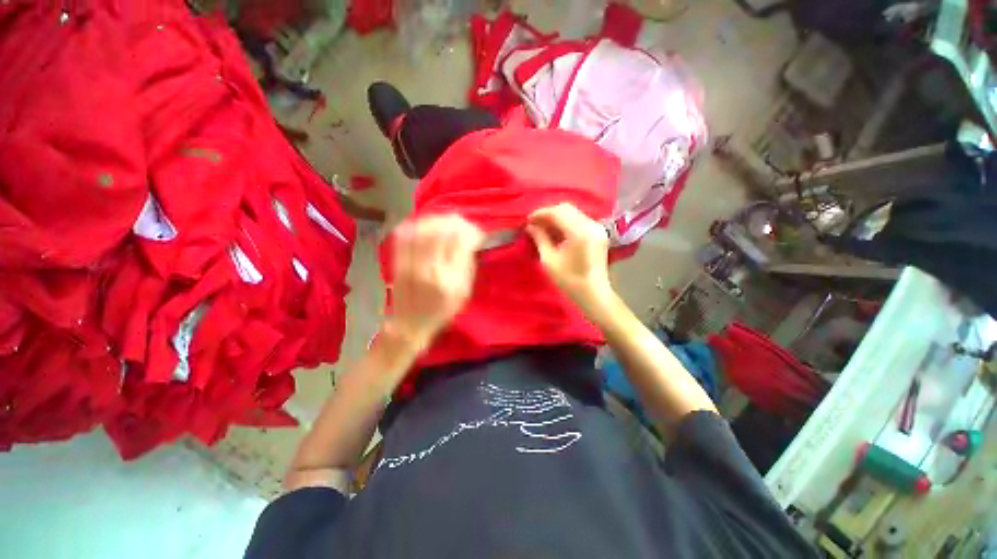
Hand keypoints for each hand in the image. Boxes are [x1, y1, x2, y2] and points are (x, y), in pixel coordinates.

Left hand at [385, 214, 484, 348]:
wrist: (411, 323)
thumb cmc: (442, 310)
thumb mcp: (464, 292)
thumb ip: (467, 265)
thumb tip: (471, 241)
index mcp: (451, 279)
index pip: (461, 242)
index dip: (471, 231)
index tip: (476, 233)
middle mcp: (430, 269)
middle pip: (441, 232)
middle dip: (455, 222)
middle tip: (462, 222)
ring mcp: (411, 264)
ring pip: (422, 230)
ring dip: (436, 220)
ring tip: (445, 221)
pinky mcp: (397, 262)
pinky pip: (404, 236)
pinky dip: (415, 225)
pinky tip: (424, 224)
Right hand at [526, 203, 614, 319]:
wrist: (593, 293)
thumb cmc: (569, 280)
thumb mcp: (549, 260)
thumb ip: (540, 239)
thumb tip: (530, 226)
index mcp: (579, 232)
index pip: (557, 212)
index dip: (540, 214)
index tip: (528, 221)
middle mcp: (591, 225)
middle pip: (567, 209)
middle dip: (548, 213)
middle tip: (534, 224)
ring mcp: (597, 228)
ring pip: (574, 213)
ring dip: (557, 217)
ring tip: (543, 227)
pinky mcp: (599, 233)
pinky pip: (580, 220)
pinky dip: (567, 222)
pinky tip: (557, 231)